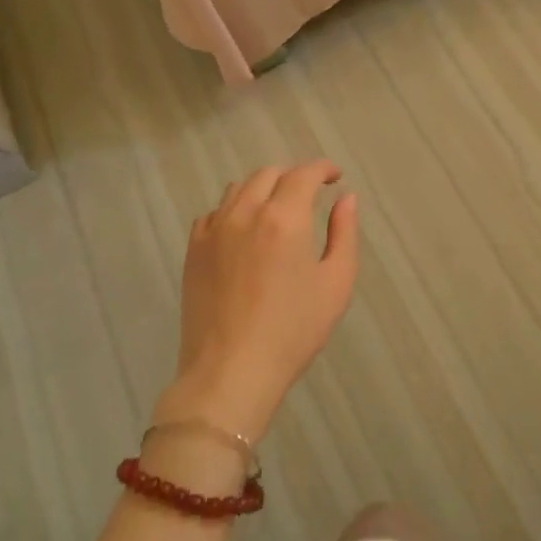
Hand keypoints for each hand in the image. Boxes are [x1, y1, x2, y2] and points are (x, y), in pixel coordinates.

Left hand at [156, 161, 359, 442]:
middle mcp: (246, 212)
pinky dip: (234, 210)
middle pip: (269, 174)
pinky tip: (244, 232)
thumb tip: (346, 199)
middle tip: (310, 195)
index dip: (323, 169)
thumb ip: (344, 233)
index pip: (304, 174)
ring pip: (239, 188)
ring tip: (277, 210)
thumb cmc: (293, 331)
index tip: (336, 177)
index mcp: (284, 218)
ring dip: (263, 189)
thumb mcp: (336, 284)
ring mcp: (214, 229)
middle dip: (293, 176)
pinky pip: (215, 212)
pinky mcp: (194, 249)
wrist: (231, 371)